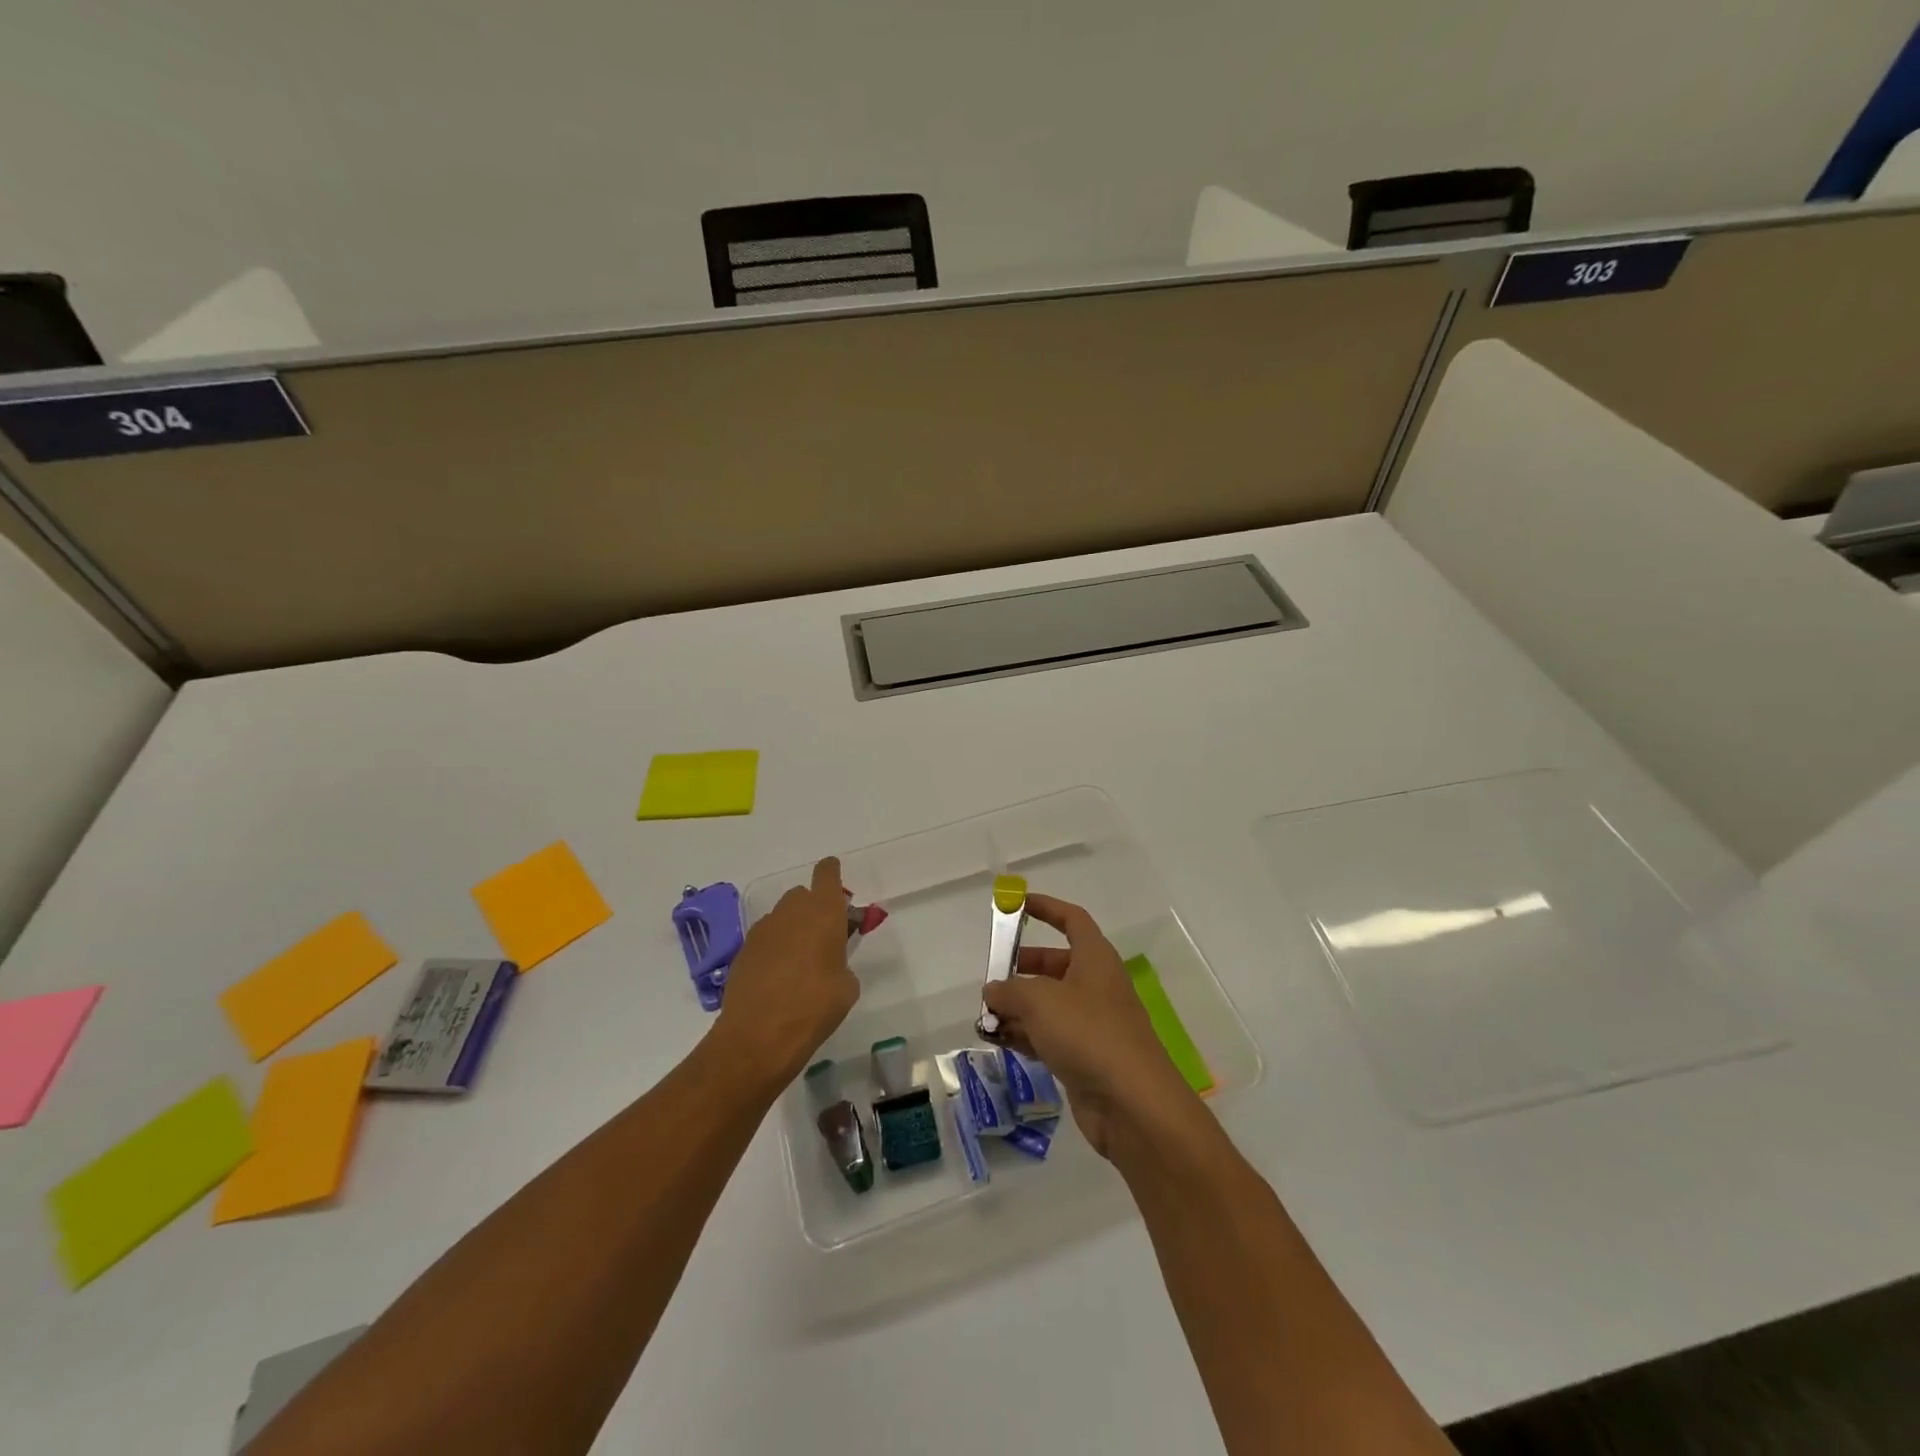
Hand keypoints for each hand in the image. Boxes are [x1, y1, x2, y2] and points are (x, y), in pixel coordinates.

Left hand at [712, 858, 859, 1085]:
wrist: (758, 1037)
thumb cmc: (815, 1006)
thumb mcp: (847, 987)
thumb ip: (841, 962)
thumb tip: (829, 964)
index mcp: (823, 912)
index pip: (827, 874)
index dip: (831, 873)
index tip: (835, 879)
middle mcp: (791, 912)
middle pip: (802, 895)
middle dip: (813, 908)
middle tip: (824, 936)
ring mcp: (763, 930)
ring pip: (782, 917)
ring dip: (792, 929)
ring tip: (800, 963)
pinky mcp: (743, 951)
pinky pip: (765, 940)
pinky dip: (774, 950)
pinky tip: (778, 979)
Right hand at [982, 894, 1200, 1158]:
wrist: (1133, 1105)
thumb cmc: (1089, 1034)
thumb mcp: (1040, 1000)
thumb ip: (1010, 990)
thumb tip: (993, 990)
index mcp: (1095, 958)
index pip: (1071, 920)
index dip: (1045, 908)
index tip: (1015, 905)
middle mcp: (1095, 985)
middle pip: (1054, 964)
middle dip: (1020, 969)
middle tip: (990, 980)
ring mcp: (1091, 1023)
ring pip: (1048, 1004)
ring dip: (1017, 1007)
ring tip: (984, 1017)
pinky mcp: (1085, 1057)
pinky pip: (1049, 1036)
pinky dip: (1025, 1035)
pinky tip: (998, 1041)